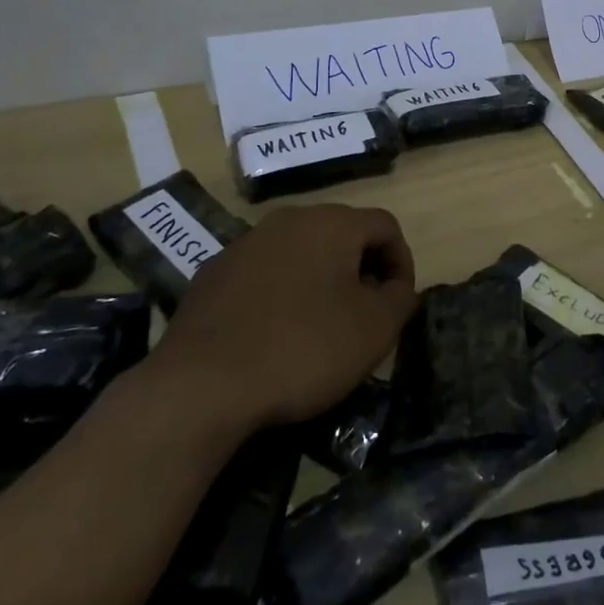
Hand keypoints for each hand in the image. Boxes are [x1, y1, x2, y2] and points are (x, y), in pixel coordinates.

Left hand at [154, 204, 417, 428]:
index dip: (402, 263)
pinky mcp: (212, 274)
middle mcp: (288, 219)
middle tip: (365, 316)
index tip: (398, 305)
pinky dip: (280, 295)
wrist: (201, 385)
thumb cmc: (303, 349)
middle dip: (361, 270)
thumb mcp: (374, 330)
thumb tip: (398, 288)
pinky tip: (274, 336)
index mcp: (331, 223)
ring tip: (321, 328)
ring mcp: (245, 244)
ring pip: (300, 253)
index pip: (385, 226)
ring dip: (320, 281)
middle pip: (341, 235)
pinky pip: (263, 275)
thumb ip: (400, 299)